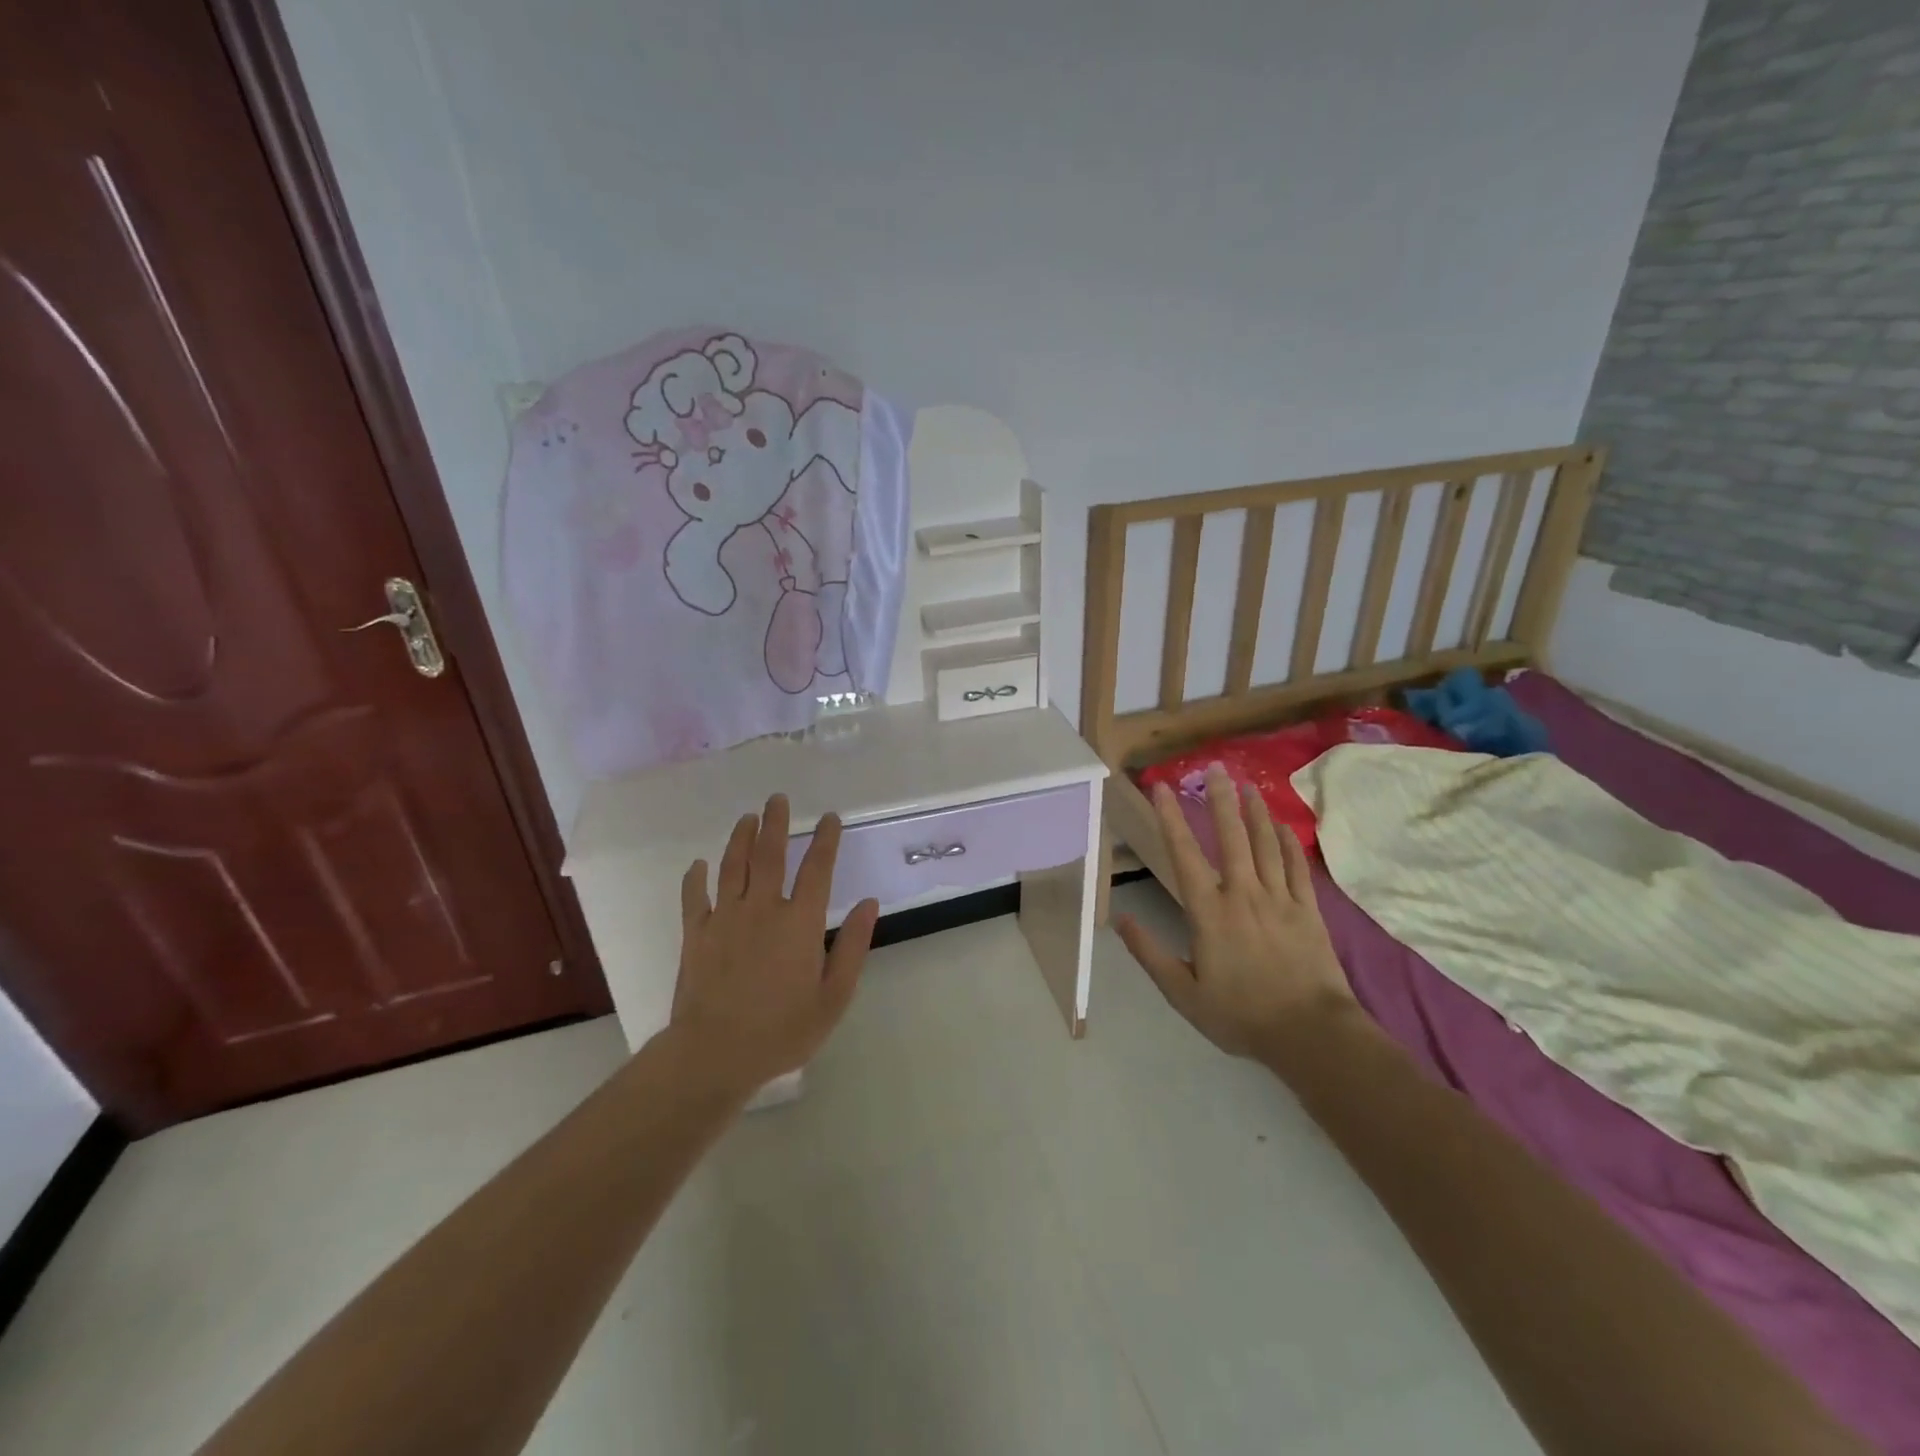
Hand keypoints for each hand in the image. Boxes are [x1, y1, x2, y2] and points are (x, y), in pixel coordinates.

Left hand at [669, 794, 879, 1097]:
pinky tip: (698, 864)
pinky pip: (694, 896)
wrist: (715, 1054)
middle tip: (777, 799)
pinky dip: (696, 877)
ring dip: (741, 838)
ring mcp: (725, 918)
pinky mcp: (695, 934)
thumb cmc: (782, 1030)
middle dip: (776, 823)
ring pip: (732, 866)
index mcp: (800, 922)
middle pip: (770, 855)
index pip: (817, 869)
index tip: (830, 818)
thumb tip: (870, 904)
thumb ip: (854, 946)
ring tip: (747, 818)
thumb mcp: (834, 996)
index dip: (826, 841)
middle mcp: (762, 909)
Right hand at [1115, 764, 1355, 1061]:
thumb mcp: (1183, 994)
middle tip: (1215, 768)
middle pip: (1231, 837)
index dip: (1170, 818)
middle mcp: (1243, 894)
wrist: (1311, 1034)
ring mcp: (1279, 899)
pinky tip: (1282, 826)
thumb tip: (1121, 920)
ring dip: (1254, 812)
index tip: (1161, 788)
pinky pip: (1296, 868)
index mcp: (1209, 912)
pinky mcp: (1308, 910)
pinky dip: (1287, 843)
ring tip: (1248, 786)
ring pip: (1265, 845)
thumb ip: (1150, 954)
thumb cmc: (1241, 1015)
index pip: (1184, 855)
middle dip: (1220, 800)